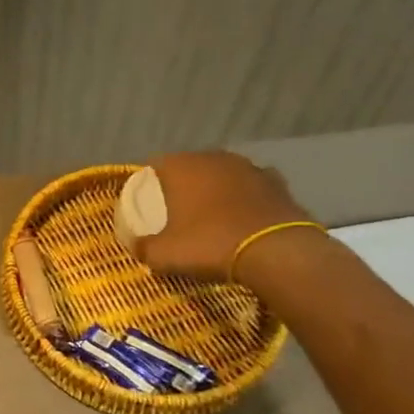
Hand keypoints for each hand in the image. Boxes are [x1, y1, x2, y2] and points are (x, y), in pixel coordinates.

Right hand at [132, 151, 315, 280]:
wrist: (278, 253)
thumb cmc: (211, 245)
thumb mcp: (164, 255)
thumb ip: (143, 247)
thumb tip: (135, 245)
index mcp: (180, 167)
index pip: (154, 165)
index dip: (147, 184)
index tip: (147, 205)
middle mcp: (213, 158)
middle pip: (190, 167)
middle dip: (183, 186)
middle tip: (178, 212)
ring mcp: (248, 167)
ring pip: (223, 175)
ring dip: (217, 190)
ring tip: (213, 216)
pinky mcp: (278, 183)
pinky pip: (253, 188)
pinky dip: (247, 199)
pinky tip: (246, 218)